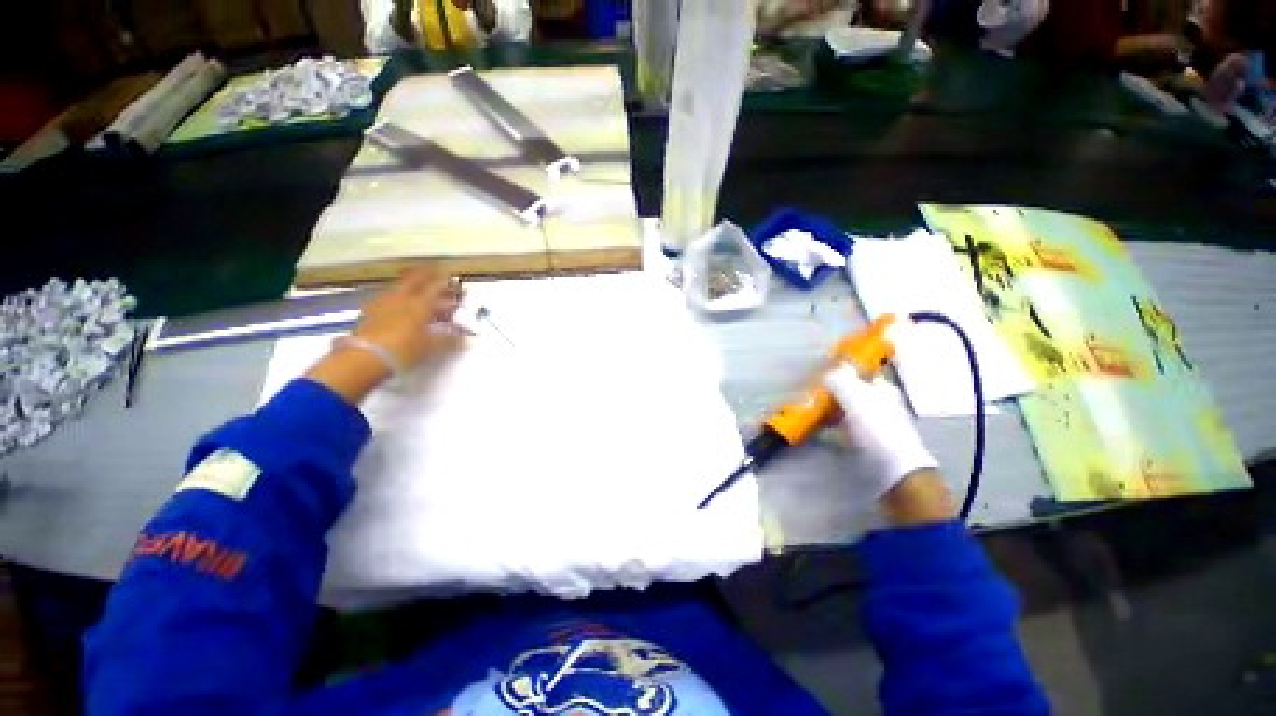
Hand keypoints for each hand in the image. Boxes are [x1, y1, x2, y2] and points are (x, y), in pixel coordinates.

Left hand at [305, 267, 466, 404]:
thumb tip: (465, 338)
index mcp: (419, 304)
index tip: (452, 275)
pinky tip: (399, 305)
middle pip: (414, 279)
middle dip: (426, 274)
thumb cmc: (404, 350)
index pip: (435, 286)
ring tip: (419, 289)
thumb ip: (449, 339)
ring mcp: (383, 302)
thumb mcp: (431, 346)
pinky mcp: (369, 312)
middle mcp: (401, 298)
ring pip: (400, 287)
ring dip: (411, 285)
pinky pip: (388, 298)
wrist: (364, 358)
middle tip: (435, 270)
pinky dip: (398, 297)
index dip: (445, 280)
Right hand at [824, 368, 950, 523]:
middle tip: (809, 393)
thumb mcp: (856, 396)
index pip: (861, 373)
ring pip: (843, 412)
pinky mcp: (862, 444)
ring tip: (806, 411)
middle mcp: (878, 405)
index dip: (842, 371)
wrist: (892, 471)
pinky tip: (813, 431)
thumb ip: (839, 380)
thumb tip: (826, 373)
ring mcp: (870, 426)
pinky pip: (840, 431)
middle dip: (829, 393)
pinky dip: (826, 430)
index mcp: (882, 390)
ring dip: (826, 411)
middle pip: (849, 393)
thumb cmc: (877, 428)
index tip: (821, 373)